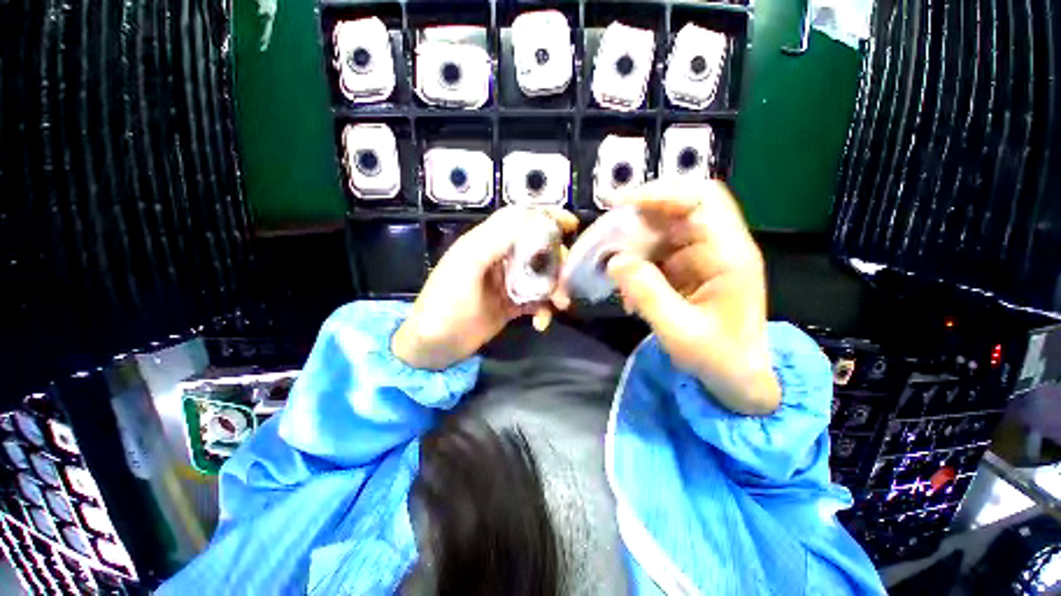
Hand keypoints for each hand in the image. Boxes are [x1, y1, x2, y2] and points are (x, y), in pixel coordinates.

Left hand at [393, 207, 577, 369]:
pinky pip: (535, 301)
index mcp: (486, 243)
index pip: (519, 220)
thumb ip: (495, 240)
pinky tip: (540, 323)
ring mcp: (506, 284)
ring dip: (554, 288)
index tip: (571, 224)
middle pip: (537, 249)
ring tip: (560, 304)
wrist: (433, 347)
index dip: (545, 217)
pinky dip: (543, 310)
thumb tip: (530, 218)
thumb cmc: (445, 304)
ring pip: (540, 276)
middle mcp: (499, 259)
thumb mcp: (467, 267)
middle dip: (556, 261)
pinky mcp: (511, 305)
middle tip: (567, 279)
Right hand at [594, 180, 779, 414]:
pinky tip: (625, 279)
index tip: (621, 205)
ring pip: (664, 228)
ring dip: (634, 239)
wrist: (739, 377)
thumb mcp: (680, 332)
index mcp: (729, 255)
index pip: (701, 200)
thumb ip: (647, 295)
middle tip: (606, 233)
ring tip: (609, 258)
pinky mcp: (688, 268)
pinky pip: (658, 250)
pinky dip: (637, 259)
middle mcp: (718, 246)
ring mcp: (702, 256)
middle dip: (639, 216)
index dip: (661, 193)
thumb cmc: (719, 358)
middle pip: (678, 209)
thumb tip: (615, 261)